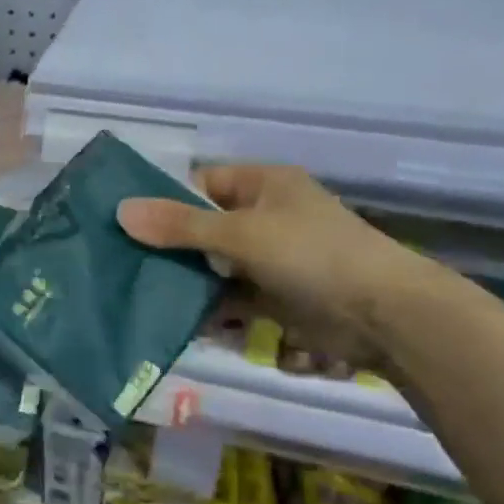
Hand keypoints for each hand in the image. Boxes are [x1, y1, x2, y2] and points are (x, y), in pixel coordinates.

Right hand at [117, 165, 426, 371]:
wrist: (383, 315)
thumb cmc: (311, 255)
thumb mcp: (241, 234)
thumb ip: (181, 225)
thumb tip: (121, 211)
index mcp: (262, 185)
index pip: (201, 184)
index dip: (165, 200)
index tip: (126, 224)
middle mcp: (265, 217)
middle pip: (203, 227)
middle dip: (168, 246)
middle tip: (121, 262)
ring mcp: (271, 259)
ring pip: (213, 265)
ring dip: (185, 280)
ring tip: (138, 293)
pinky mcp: (275, 297)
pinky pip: (230, 297)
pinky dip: (207, 308)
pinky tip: (174, 320)